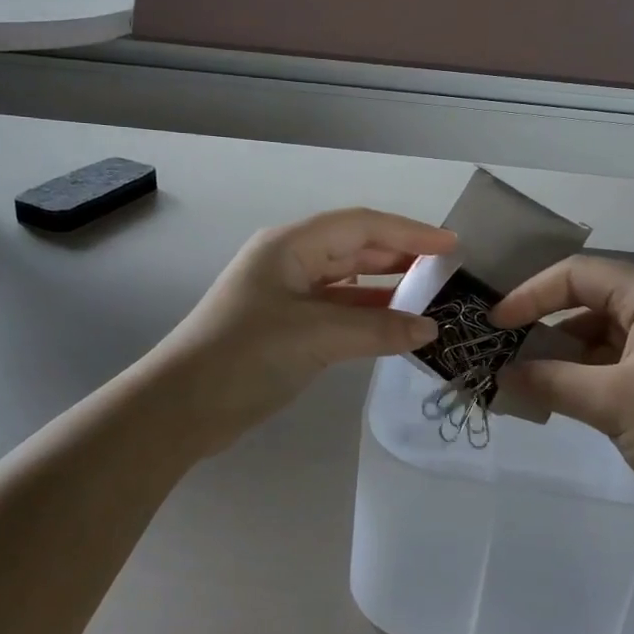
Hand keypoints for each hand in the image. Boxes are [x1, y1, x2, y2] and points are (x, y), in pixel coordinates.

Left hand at [143, 208, 454, 452]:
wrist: (181, 407)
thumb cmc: (246, 356)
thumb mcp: (316, 336)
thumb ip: (378, 328)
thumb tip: (431, 329)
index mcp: (290, 246)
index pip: (362, 225)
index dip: (409, 232)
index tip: (452, 246)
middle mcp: (288, 261)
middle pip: (354, 248)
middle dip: (400, 256)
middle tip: (445, 271)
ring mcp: (285, 295)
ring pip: (346, 281)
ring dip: (385, 288)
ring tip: (429, 297)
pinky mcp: (285, 327)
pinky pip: (336, 311)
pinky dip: (366, 315)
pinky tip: (394, 326)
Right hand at [491, 256, 633, 529]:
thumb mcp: (611, 404)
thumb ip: (550, 381)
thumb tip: (501, 374)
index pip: (576, 274)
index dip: (529, 295)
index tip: (494, 325)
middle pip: (590, 298)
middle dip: (545, 325)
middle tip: (504, 352)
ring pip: (604, 330)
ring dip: (566, 353)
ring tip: (528, 381)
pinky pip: (623, 354)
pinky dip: (591, 370)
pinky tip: (565, 394)